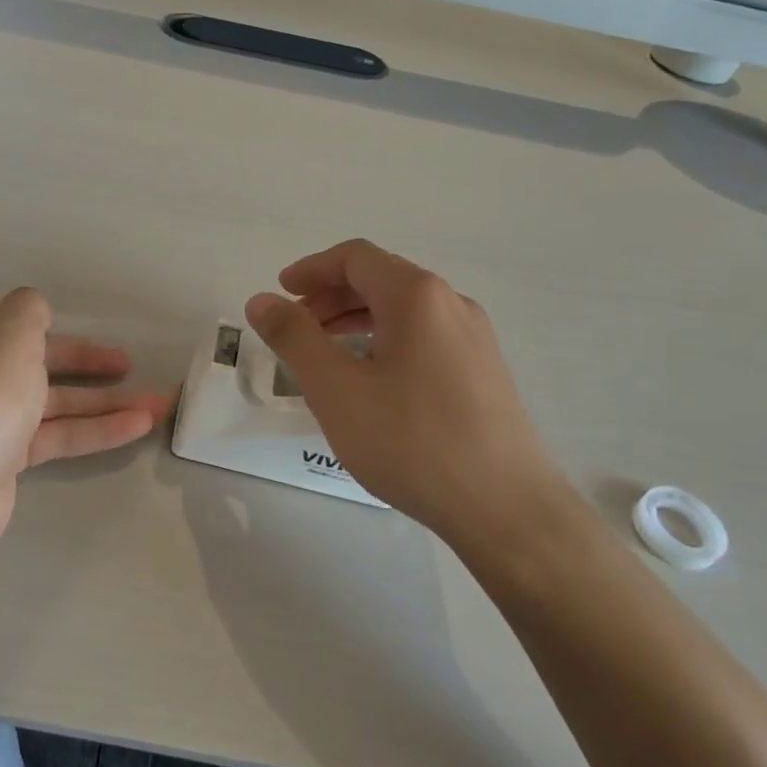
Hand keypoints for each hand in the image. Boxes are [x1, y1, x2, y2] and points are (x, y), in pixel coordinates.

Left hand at [0, 289, 171, 554]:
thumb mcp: (10, 333)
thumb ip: (28, 309)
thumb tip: (31, 310)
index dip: (23, 313)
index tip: (58, 319)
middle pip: (31, 357)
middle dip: (83, 360)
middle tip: (126, 363)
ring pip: (50, 400)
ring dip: (103, 400)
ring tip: (158, 403)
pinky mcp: (2, 458)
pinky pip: (54, 434)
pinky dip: (93, 429)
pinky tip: (138, 426)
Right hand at [245, 240, 576, 553]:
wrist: (505, 508)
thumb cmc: (411, 441)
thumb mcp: (336, 389)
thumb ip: (294, 338)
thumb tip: (262, 301)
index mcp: (417, 296)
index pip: (356, 258)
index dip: (311, 269)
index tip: (281, 292)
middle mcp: (452, 304)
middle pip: (382, 279)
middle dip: (331, 296)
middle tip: (295, 326)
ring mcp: (474, 339)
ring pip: (404, 311)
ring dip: (357, 319)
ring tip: (324, 353)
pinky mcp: (484, 373)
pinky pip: (424, 338)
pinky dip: (385, 341)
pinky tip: (370, 381)